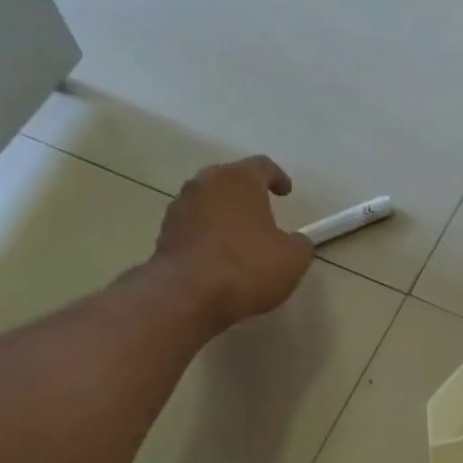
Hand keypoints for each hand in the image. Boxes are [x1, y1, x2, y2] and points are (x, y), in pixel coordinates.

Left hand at [153, 156, 313, 330]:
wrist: (186, 295)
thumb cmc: (247, 267)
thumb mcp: (293, 259)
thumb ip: (299, 244)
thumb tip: (295, 242)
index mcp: (239, 180)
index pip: (262, 166)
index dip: (278, 177)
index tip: (286, 192)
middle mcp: (205, 184)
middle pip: (229, 180)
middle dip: (246, 194)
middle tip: (262, 213)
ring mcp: (179, 208)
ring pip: (208, 203)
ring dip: (224, 216)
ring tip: (240, 240)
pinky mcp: (164, 235)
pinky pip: (193, 228)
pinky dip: (207, 237)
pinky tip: (219, 260)